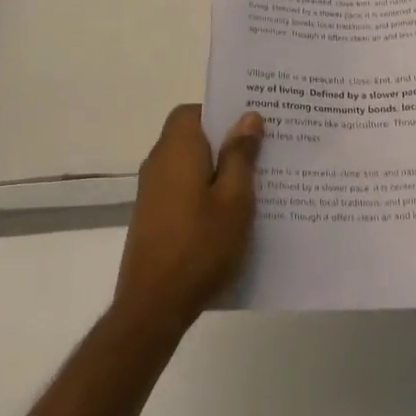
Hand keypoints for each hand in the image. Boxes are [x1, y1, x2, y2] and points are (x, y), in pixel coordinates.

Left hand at [113, 105, 261, 332]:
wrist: (154, 305)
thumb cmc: (200, 245)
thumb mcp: (235, 199)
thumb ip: (240, 155)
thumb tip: (248, 116)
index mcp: (177, 149)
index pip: (193, 110)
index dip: (221, 113)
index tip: (251, 124)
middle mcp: (159, 162)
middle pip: (192, 136)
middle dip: (225, 140)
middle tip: (263, 151)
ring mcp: (152, 191)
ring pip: (189, 164)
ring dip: (217, 168)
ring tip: (255, 182)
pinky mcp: (153, 216)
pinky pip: (183, 187)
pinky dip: (204, 190)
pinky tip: (231, 213)